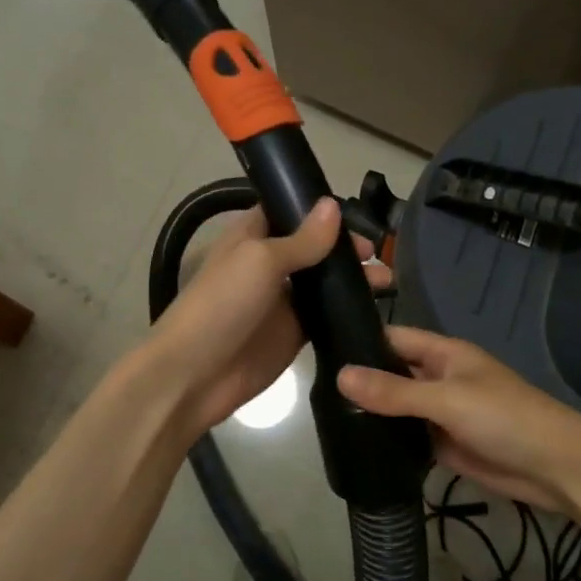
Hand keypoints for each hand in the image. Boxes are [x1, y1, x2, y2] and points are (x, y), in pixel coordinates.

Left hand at [146, 198, 390, 438]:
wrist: (194, 375)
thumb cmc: (222, 304)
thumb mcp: (261, 261)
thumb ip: (302, 239)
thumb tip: (334, 205)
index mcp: (252, 236)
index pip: (290, 211)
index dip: (320, 210)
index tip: (356, 215)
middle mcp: (269, 263)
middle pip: (314, 247)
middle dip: (345, 247)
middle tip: (377, 255)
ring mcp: (283, 300)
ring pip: (324, 282)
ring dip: (353, 278)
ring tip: (386, 282)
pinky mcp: (295, 333)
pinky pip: (326, 315)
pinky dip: (348, 310)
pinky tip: (377, 309)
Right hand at [337, 327, 580, 513]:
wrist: (555, 468)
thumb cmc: (505, 418)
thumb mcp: (447, 399)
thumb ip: (394, 390)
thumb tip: (339, 375)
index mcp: (443, 354)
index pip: (393, 338)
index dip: (360, 342)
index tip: (317, 351)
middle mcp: (439, 379)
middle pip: (392, 375)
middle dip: (360, 382)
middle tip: (312, 394)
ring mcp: (441, 413)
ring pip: (398, 409)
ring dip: (371, 415)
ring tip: (322, 422)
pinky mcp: (444, 445)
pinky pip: (409, 438)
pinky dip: (388, 442)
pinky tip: (354, 449)